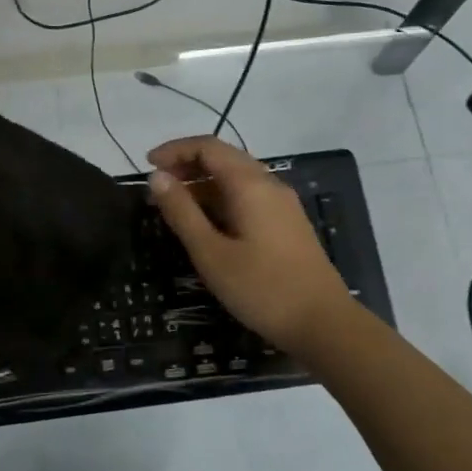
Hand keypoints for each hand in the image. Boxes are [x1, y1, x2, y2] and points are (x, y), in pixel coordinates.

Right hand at [146, 136, 356, 355]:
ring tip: (175, 206)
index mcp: (250, 184)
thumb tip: (157, 177)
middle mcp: (269, 184)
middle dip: (187, 164)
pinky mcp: (287, 224)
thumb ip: (182, 212)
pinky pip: (248, 196)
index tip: (147, 165)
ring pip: (237, 178)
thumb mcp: (211, 253)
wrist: (324, 324)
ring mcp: (282, 204)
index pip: (208, 147)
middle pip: (224, 158)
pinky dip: (221, 199)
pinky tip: (207, 224)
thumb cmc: (262, 288)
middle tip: (157, 186)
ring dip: (203, 183)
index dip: (175, 150)